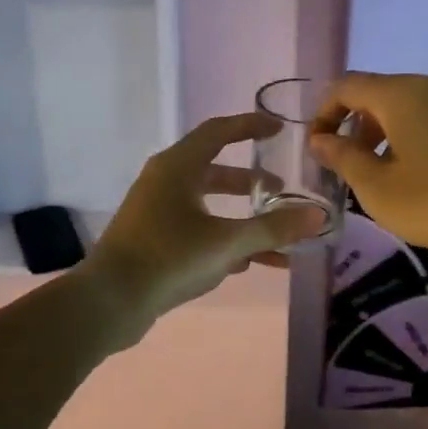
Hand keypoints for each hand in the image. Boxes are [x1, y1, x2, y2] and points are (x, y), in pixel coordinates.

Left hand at [82, 112, 325, 345]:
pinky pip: (198, 232)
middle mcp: (165, 182)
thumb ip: (274, 228)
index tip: (279, 129)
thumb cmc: (168, 257)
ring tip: (278, 237)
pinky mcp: (154, 242)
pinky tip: (251, 264)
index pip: (219, 132)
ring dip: (243, 220)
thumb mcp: (227, 242)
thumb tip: (318, 216)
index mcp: (178, 167)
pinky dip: (225, 241)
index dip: (250, 126)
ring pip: (209, 208)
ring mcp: (157, 213)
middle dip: (251, 184)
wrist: (109, 302)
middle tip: (282, 193)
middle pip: (215, 172)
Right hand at [307, 72, 427, 261]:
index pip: (348, 86)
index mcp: (402, 93)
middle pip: (382, 94)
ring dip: (389, 135)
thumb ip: (344, 159)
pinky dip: (420, 139)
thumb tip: (321, 140)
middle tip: (351, 168)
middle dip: (357, 127)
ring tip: (388, 178)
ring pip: (413, 108)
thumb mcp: (379, 189)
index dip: (324, 113)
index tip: (317, 147)